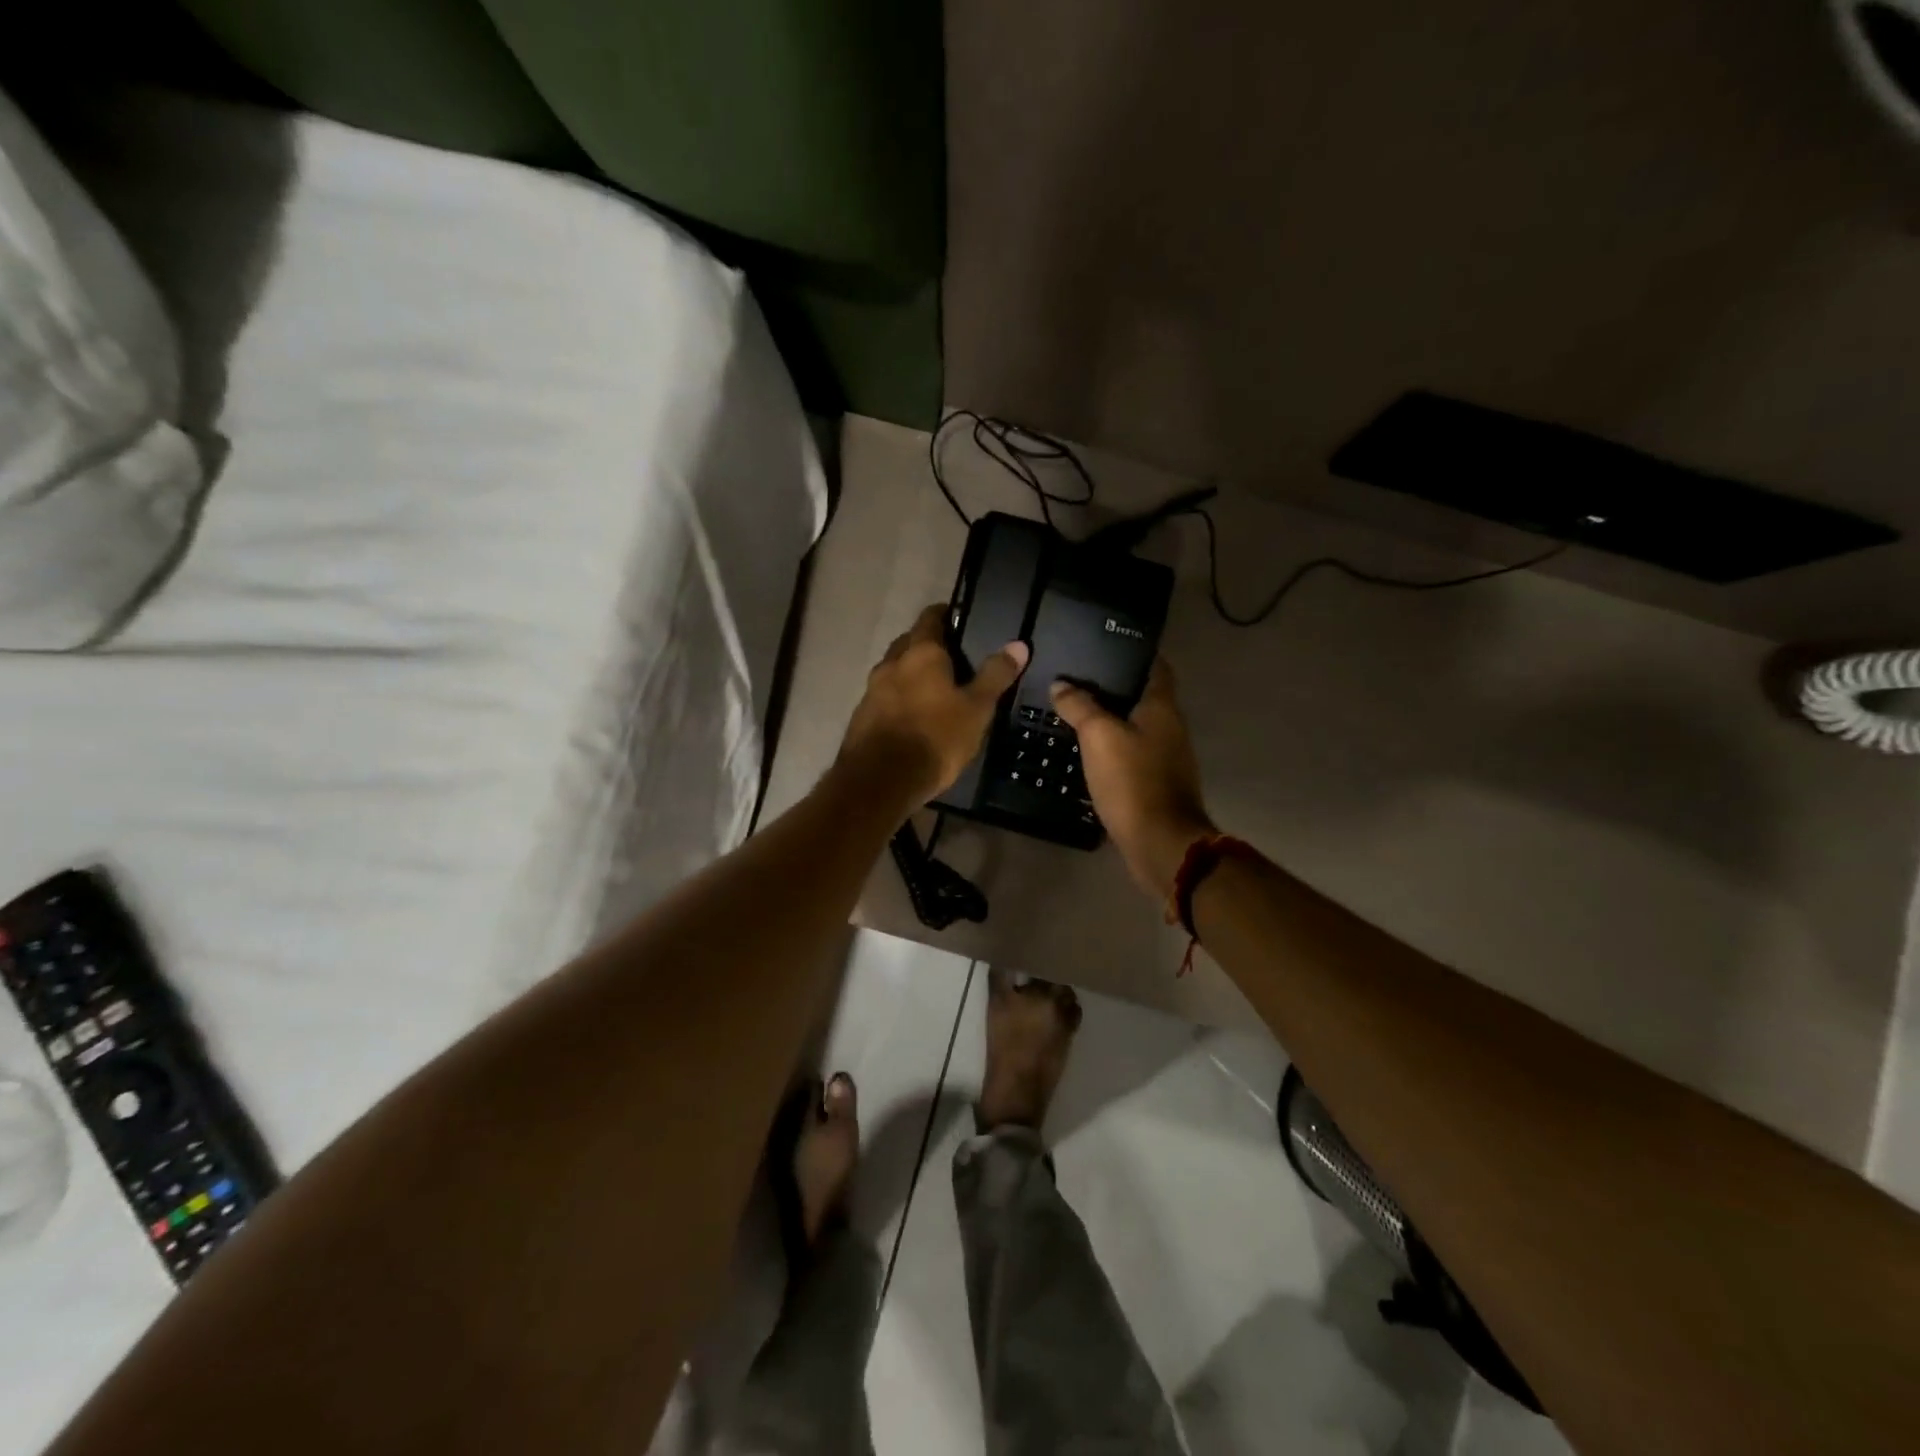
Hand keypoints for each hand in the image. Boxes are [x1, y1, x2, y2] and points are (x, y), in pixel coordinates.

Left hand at [839, 603, 1029, 807]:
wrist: (881, 781)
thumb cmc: (935, 738)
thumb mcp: (976, 709)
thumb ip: (995, 675)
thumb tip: (1018, 645)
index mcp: (921, 653)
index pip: (931, 617)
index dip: (946, 615)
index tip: (961, 620)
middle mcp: (891, 663)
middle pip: (909, 642)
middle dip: (928, 645)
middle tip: (953, 659)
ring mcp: (871, 690)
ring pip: (895, 670)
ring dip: (911, 674)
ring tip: (935, 689)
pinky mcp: (862, 716)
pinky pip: (884, 697)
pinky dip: (899, 698)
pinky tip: (913, 717)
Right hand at [1051, 658, 1215, 898]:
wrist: (1159, 842)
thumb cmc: (1132, 780)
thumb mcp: (1099, 736)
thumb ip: (1080, 706)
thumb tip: (1061, 685)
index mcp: (1162, 708)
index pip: (1156, 666)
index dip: (1134, 652)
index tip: (1104, 644)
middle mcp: (1170, 727)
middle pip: (1143, 696)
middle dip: (1114, 687)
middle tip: (1076, 679)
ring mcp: (1166, 758)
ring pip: (1135, 727)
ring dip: (1111, 720)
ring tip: (1074, 712)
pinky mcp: (1155, 784)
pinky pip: (1131, 755)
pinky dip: (1112, 748)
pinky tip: (1086, 751)